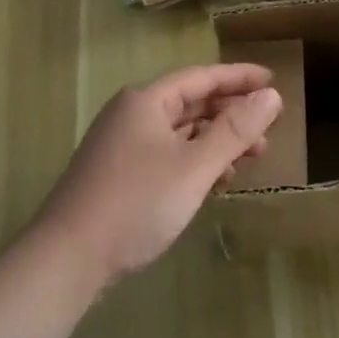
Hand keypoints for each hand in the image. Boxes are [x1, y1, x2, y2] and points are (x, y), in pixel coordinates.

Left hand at [33, 64, 281, 283]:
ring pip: (181, 132)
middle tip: (269, 127)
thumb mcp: (195, 166)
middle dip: (232, 114)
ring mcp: (122, 145)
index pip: (203, 76)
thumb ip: (235, 130)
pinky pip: (168, 155)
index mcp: (147, 101)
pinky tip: (216, 182)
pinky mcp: (119, 175)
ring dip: (217, 141)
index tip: (273, 80)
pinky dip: (196, 162)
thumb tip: (272, 95)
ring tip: (251, 157)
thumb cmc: (136, 203)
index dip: (240, 77)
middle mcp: (133, 114)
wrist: (66, 261)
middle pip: (192, 103)